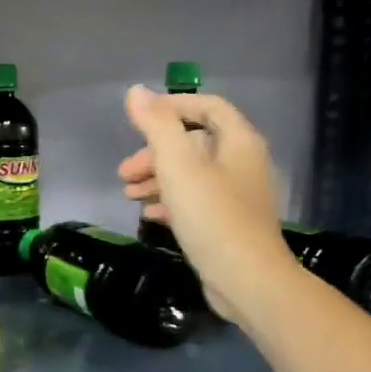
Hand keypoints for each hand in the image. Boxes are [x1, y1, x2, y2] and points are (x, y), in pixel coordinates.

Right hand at [118, 86, 293, 322]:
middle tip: (124, 171)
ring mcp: (237, 196)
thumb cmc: (212, 216)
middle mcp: (243, 163)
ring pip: (191, 174)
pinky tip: (148, 215)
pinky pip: (195, 201)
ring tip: (128, 194)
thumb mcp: (178, 165)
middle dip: (154, 152)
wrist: (246, 279)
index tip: (138, 119)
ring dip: (157, 178)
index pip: (207, 107)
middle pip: (194, 143)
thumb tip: (136, 92)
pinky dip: (170, 202)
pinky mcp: (228, 224)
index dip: (172, 107)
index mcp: (238, 142)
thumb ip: (156, 126)